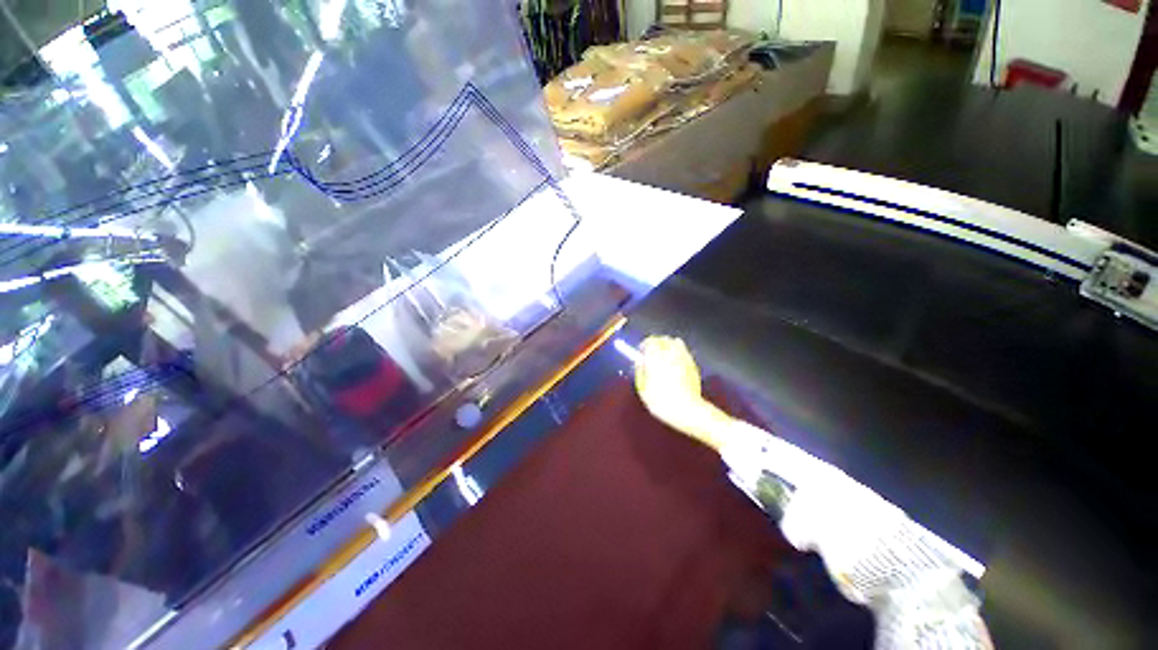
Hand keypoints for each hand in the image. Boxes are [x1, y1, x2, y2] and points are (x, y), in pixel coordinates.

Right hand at [634, 336, 728, 449]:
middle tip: (651, 353)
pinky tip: (675, 365)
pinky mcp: (693, 364)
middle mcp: (671, 353)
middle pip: (663, 339)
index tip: (641, 351)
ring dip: (668, 346)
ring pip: (676, 343)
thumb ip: (640, 371)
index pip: (649, 341)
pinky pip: (684, 352)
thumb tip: (639, 361)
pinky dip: (678, 353)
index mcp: (656, 357)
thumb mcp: (643, 389)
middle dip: (656, 343)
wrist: (687, 410)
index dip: (644, 345)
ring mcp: (684, 357)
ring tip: (664, 357)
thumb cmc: (661, 401)